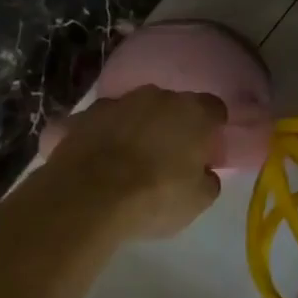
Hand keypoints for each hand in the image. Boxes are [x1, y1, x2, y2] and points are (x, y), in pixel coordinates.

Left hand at [38, 86, 225, 241]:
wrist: (88, 197)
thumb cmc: (154, 197)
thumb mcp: (197, 201)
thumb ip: (208, 180)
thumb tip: (204, 172)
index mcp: (192, 112)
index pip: (214, 109)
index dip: (212, 129)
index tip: (207, 150)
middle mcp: (156, 96)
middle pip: (173, 106)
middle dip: (173, 126)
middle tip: (170, 157)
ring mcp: (117, 102)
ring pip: (135, 111)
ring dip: (137, 128)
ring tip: (130, 161)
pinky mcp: (83, 115)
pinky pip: (102, 123)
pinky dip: (104, 136)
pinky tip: (99, 161)